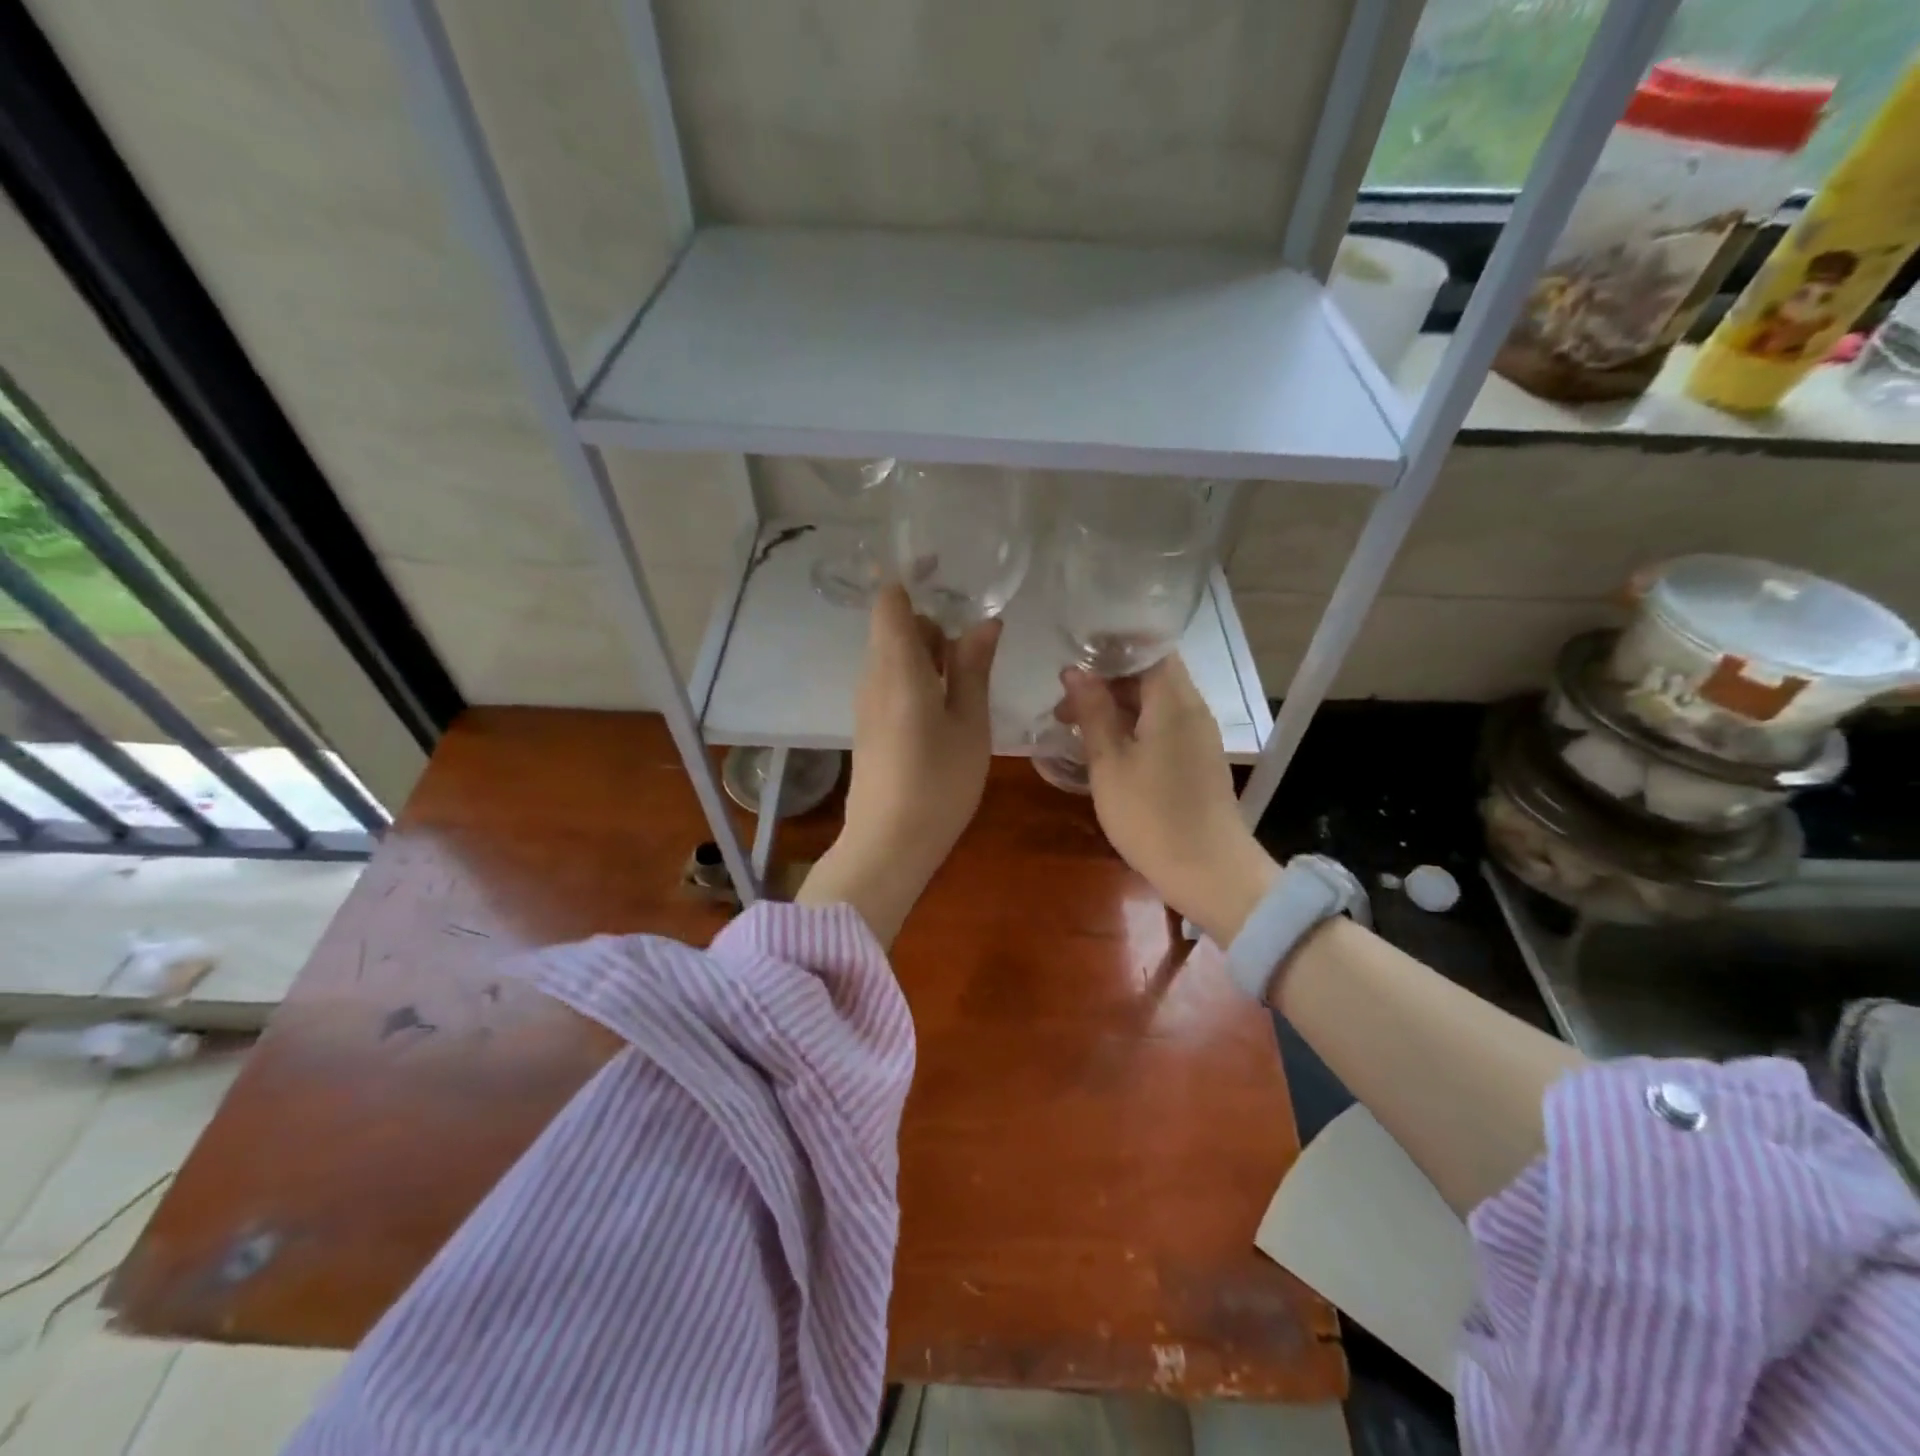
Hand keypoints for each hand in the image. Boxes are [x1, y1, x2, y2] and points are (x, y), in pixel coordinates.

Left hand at [797, 586, 1000, 942]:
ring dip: (930, 657)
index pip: (889, 600)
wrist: (889, 843)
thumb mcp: (969, 723)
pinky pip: (891, 682)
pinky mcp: (869, 725)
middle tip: (974, 656)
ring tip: (966, 688)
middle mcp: (873, 675)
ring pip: (894, 656)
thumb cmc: (938, 781)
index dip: (912, 579)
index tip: (948, 574)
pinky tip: (947, 711)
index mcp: (897, 665)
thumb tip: (984, 622)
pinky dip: (919, 679)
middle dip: (934, 627)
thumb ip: (973, 668)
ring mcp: (867, 702)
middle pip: (895, 626)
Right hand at [1060, 655, 1276, 945]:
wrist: (1209, 871)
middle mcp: (1192, 709)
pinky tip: (1105, 750)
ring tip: (1075, 729)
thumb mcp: (1109, 762)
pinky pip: (1163, 725)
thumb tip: (1075, 670)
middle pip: (1150, 675)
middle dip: (1105, 683)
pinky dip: (1133, 727)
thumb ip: (1092, 711)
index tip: (1073, 659)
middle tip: (1063, 707)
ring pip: (1155, 702)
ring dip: (1116, 707)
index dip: (1109, 649)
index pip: (1146, 649)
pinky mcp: (1198, 759)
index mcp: (1173, 701)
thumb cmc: (1151, 816)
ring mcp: (1199, 736)